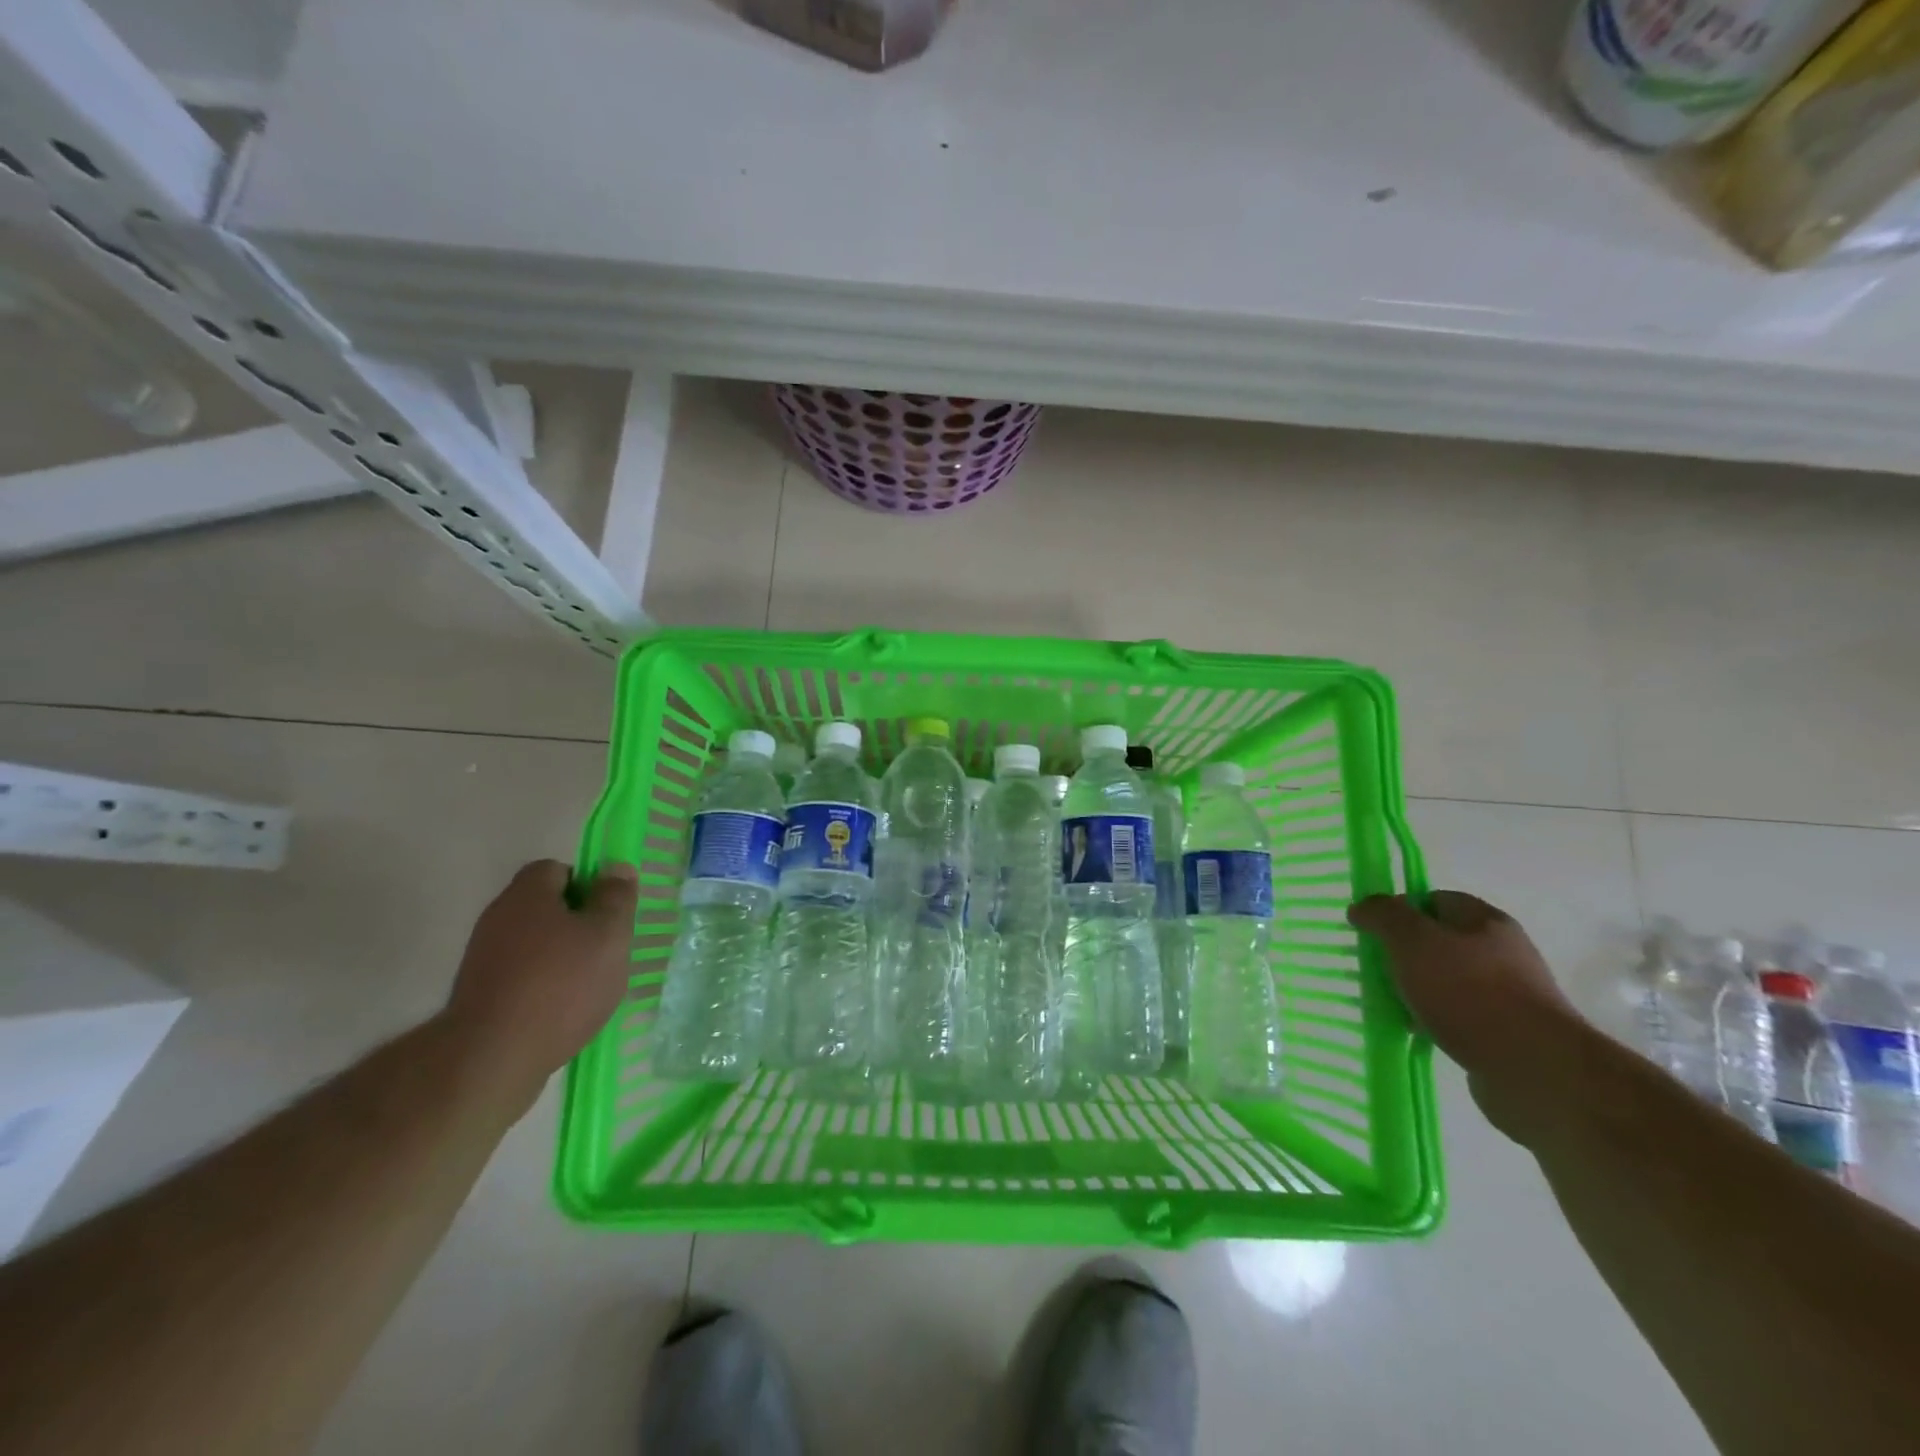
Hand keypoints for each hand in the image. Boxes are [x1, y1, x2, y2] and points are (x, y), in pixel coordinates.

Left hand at [443, 860, 638, 1108]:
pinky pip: (520, 976)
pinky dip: (542, 986)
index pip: (557, 869)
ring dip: (561, 957)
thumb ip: (616, 898)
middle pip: (544, 907)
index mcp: (527, 894)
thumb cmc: (561, 985)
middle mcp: (498, 918)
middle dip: (577, 923)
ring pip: (533, 944)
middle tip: (605, 948)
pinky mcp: (478, 996)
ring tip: (588, 985)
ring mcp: (483, 959)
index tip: (608, 913)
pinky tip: (562, 1010)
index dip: (587, 884)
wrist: (492, 1059)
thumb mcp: (608, 935)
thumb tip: (616, 867)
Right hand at [1348, 890, 1582, 1143]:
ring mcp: (1508, 995)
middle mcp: (1502, 952)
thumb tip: (1363, 907)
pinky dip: (1433, 1021)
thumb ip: (1384, 916)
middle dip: (1403, 955)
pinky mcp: (1507, 1033)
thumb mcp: (1413, 940)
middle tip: (1376, 970)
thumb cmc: (1469, 992)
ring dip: (1416, 991)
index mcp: (1485, 921)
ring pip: (1445, 982)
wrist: (1535, 1070)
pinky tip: (1416, 1033)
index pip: (1433, 899)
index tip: (1372, 932)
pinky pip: (1457, 1016)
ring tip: (1391, 1006)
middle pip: (1438, 941)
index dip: (1398, 910)